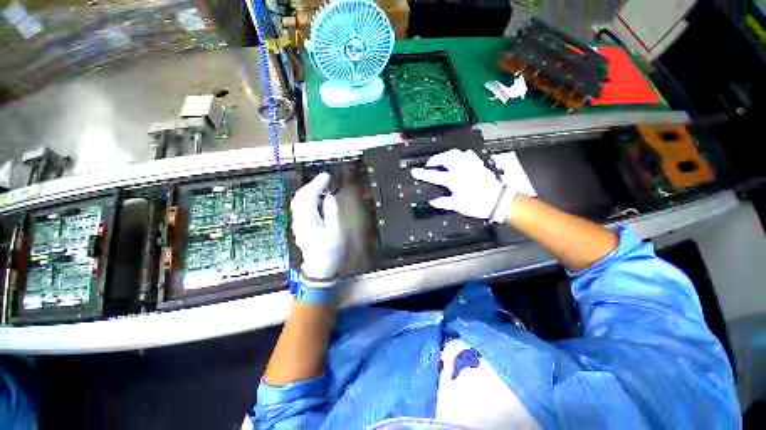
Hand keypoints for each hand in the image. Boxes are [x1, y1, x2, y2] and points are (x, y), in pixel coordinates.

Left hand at [290, 173, 343, 279]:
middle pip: (299, 197)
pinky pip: (300, 207)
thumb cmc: (330, 252)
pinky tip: (316, 199)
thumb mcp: (335, 232)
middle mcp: (299, 220)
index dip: (317, 184)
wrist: (320, 268)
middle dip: (311, 185)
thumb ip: (332, 213)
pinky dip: (307, 198)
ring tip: (321, 186)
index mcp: (308, 220)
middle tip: (324, 179)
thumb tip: (330, 197)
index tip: (326, 176)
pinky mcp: (300, 227)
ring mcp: (298, 224)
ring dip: (308, 191)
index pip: (308, 196)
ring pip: (298, 202)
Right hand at [410, 149, 516, 222]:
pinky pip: (468, 155)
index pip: (434, 176)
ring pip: (456, 153)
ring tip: (443, 160)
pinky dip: (461, 156)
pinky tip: (459, 160)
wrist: (498, 201)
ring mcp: (471, 165)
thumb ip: (443, 202)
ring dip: (447, 155)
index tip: (414, 172)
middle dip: (435, 159)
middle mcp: (461, 170)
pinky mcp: (478, 165)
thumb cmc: (477, 205)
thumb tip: (432, 201)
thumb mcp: (458, 206)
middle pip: (445, 158)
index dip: (422, 174)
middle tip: (430, 165)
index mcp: (454, 180)